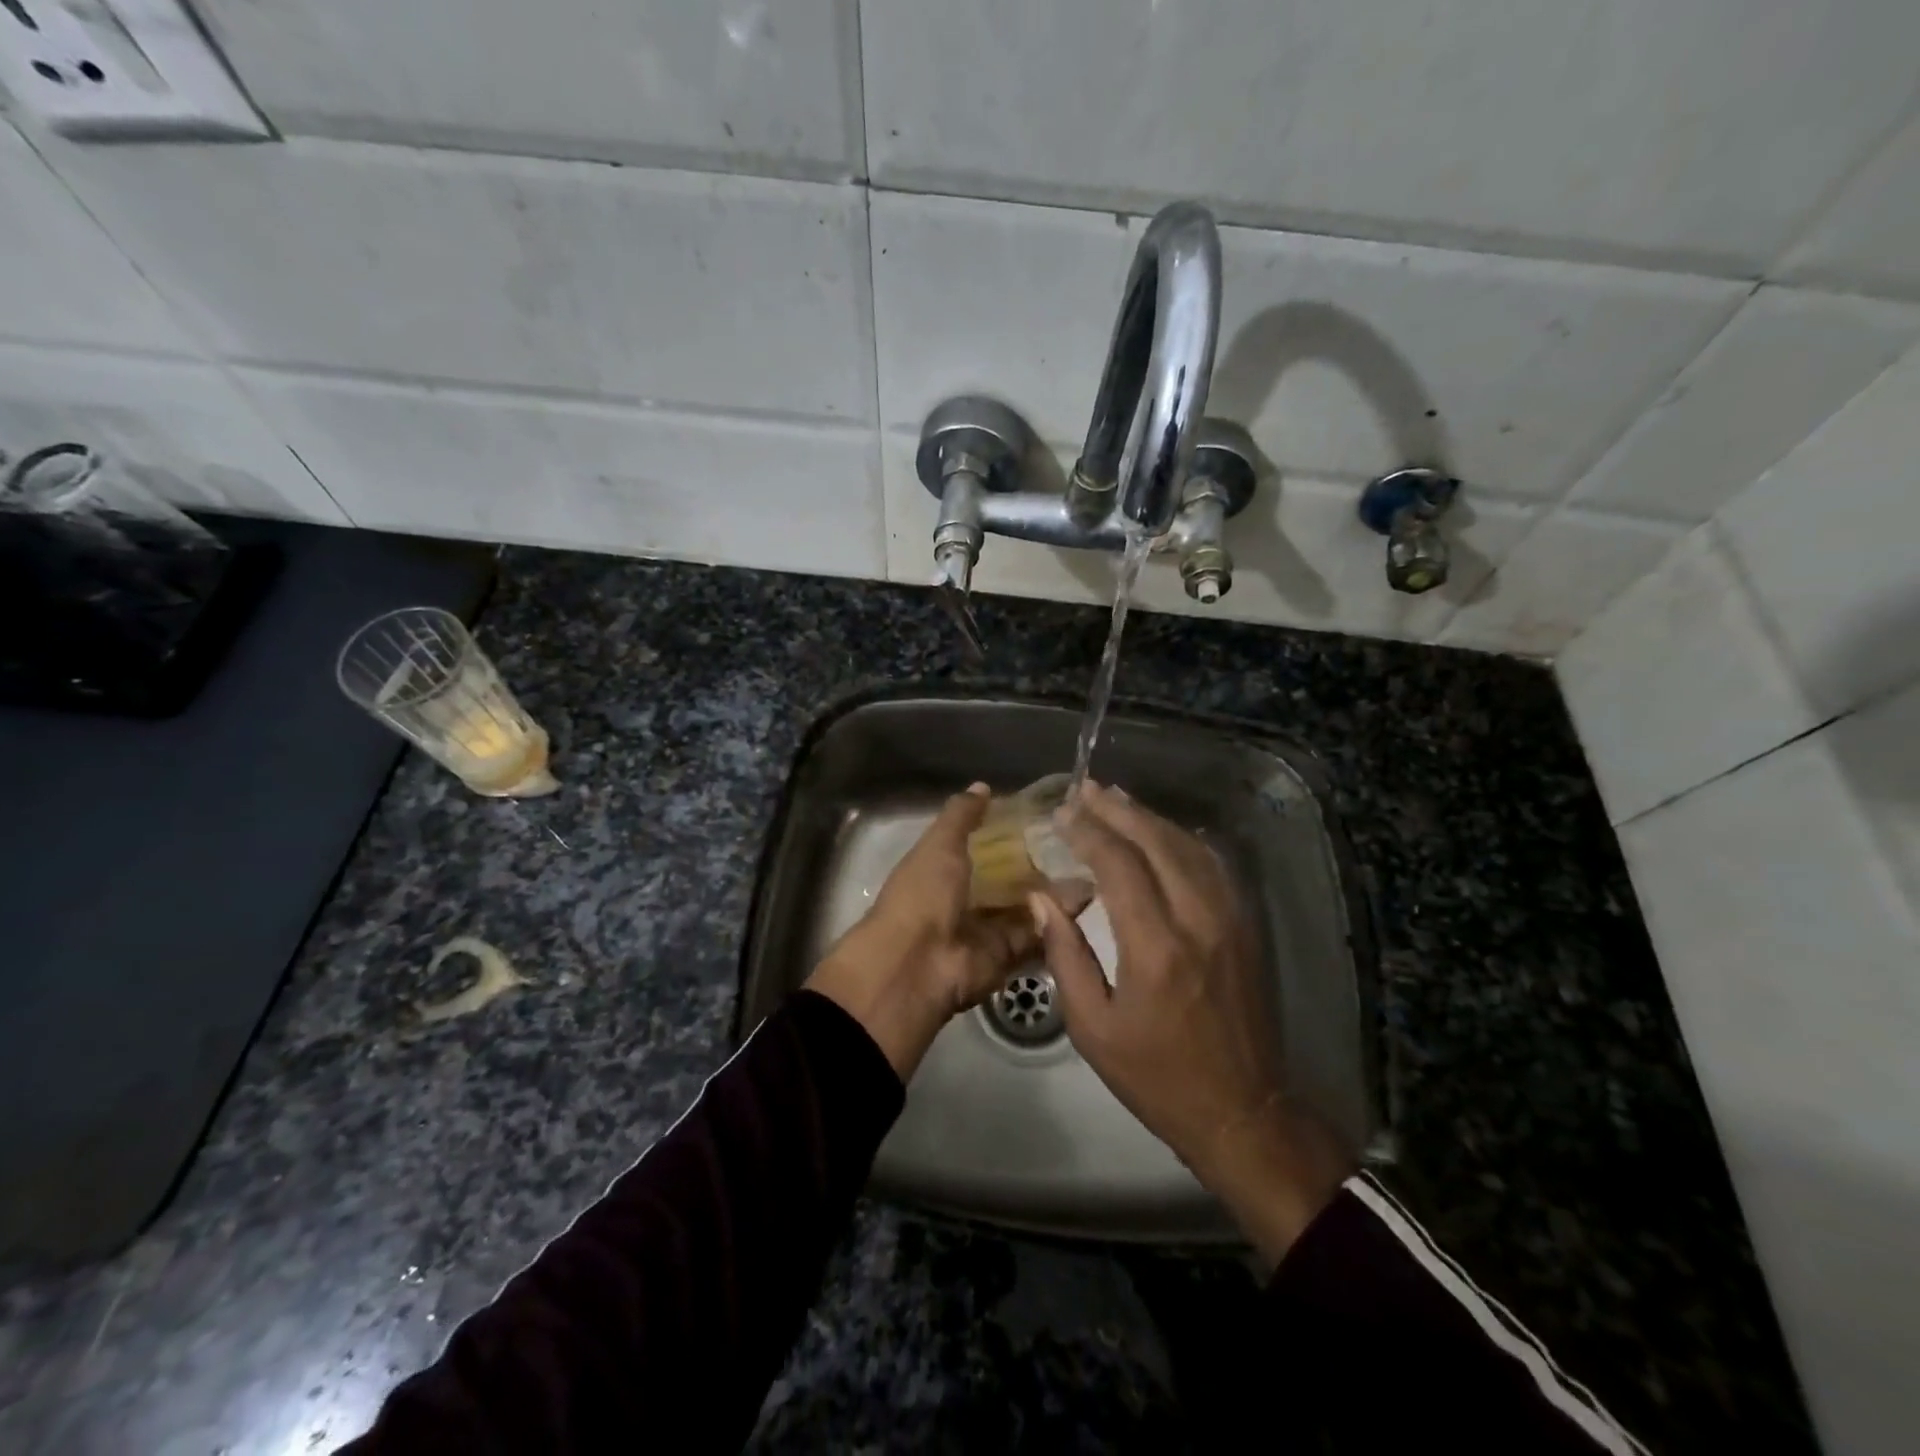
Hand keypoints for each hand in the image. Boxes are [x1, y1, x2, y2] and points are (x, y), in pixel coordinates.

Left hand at [806, 783, 1061, 1078]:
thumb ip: (961, 815)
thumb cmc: (923, 894)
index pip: (979, 845)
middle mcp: (963, 898)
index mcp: (941, 870)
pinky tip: (1090, 894)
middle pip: (1006, 877)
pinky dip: (1058, 917)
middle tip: (1077, 840)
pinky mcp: (1006, 955)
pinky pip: (1035, 932)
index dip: (1005, 831)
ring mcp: (985, 928)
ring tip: (1092, 863)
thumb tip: (982, 786)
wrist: (918, 965)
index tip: (1042, 814)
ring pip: (1025, 905)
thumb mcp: (939, 845)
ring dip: (1053, 889)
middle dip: (1037, 862)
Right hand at [1029, 781, 1352, 1269]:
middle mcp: (1197, 920)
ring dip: (1150, 818)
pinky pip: (1213, 865)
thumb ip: (1065, 955)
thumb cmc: (1156, 1076)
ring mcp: (1230, 919)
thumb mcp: (1092, 1028)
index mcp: (1155, 948)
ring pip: (1189, 847)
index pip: (1119, 864)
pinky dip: (1183, 840)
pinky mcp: (1246, 926)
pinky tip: (1163, 833)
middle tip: (1086, 789)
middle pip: (1157, 842)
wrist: (1242, 1110)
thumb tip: (1042, 898)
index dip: (1089, 831)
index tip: (1063, 813)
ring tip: (1117, 800)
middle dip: (1118, 810)